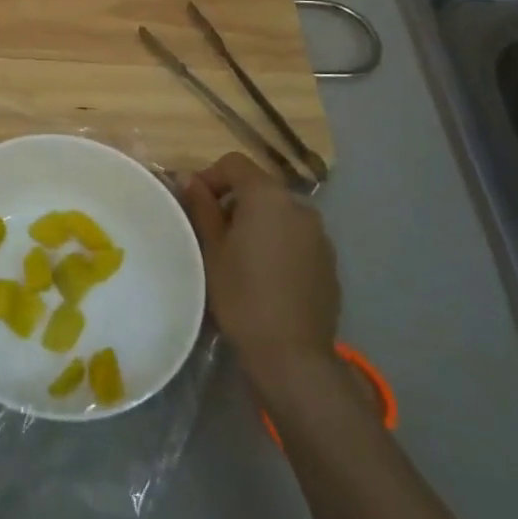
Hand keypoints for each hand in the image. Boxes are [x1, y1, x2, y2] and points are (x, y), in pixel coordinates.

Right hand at [179, 152, 340, 378]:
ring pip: (279, 214)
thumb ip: (201, 207)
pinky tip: (265, 276)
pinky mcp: (329, 262)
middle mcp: (299, 207)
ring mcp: (319, 235)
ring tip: (238, 257)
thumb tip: (188, 178)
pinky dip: (277, 243)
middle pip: (259, 188)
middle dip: (232, 202)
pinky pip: (296, 238)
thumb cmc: (242, 295)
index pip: (234, 163)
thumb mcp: (211, 249)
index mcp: (268, 196)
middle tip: (211, 234)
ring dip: (256, 223)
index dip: (210, 176)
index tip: (194, 205)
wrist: (292, 355)